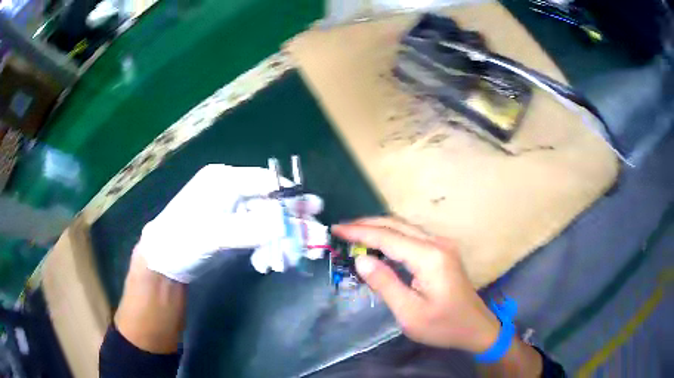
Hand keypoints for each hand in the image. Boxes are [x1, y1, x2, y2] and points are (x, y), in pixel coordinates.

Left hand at [136, 164, 327, 282]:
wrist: (163, 263)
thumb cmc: (181, 240)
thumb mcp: (214, 234)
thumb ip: (252, 228)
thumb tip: (290, 225)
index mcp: (224, 181)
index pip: (265, 182)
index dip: (291, 195)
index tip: (315, 208)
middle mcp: (231, 192)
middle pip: (270, 205)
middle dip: (290, 225)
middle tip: (315, 240)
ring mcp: (233, 212)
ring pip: (267, 224)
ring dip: (279, 243)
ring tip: (282, 263)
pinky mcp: (234, 230)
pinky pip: (259, 237)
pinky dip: (266, 251)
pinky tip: (265, 265)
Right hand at [332, 217, 500, 353]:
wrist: (476, 327)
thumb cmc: (443, 326)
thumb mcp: (409, 313)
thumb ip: (385, 283)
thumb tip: (361, 259)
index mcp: (429, 257)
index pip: (387, 237)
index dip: (359, 232)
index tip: (336, 229)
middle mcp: (437, 243)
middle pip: (396, 224)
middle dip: (367, 224)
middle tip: (342, 230)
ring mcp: (442, 245)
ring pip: (404, 227)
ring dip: (379, 228)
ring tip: (354, 235)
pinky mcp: (443, 251)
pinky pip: (412, 235)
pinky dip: (391, 235)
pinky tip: (379, 244)